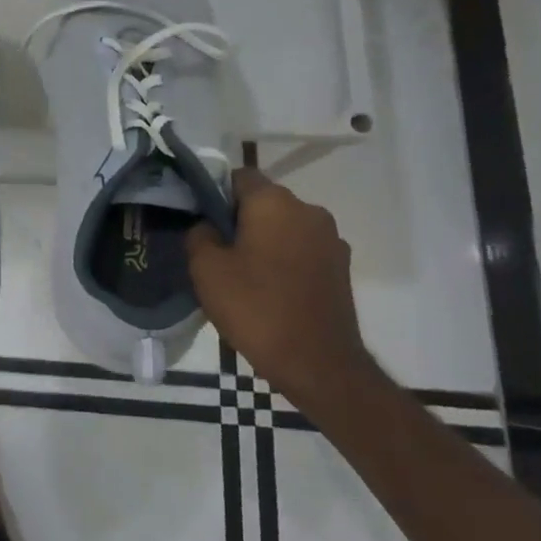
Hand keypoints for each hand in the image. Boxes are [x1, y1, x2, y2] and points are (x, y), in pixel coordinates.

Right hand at [187, 168, 372, 405]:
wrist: (318, 364)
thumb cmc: (256, 308)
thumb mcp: (206, 269)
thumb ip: (199, 235)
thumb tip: (207, 226)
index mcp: (274, 202)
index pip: (238, 176)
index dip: (215, 193)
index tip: (200, 220)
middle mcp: (308, 211)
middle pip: (263, 202)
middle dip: (239, 219)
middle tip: (215, 251)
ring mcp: (330, 240)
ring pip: (284, 227)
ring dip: (263, 240)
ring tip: (242, 274)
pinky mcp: (341, 267)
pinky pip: (301, 250)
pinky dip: (284, 260)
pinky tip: (268, 289)